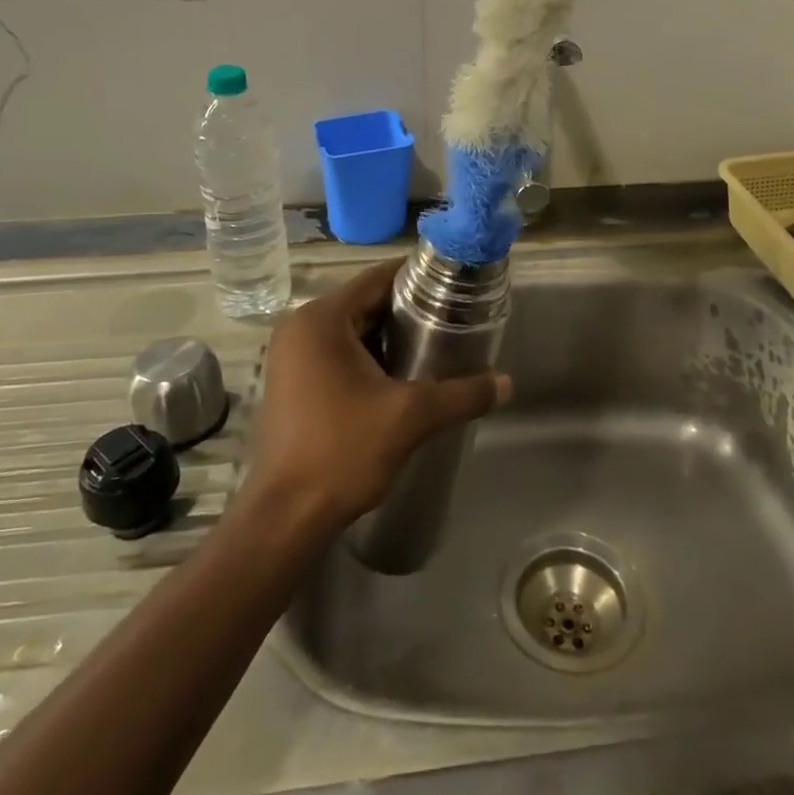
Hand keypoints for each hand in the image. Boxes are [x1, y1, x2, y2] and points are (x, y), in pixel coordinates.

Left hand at [244, 259, 510, 534]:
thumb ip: (462, 394)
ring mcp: (291, 356)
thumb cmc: (343, 451)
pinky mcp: (292, 382)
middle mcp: (300, 327)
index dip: (418, 277)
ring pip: (352, 330)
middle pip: (365, 302)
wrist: (286, 517)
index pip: (377, 278)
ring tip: (435, 347)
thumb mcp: (410, 417)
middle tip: (453, 320)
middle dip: (408, 311)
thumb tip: (507, 383)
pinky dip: (368, 357)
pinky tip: (400, 377)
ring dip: (389, 337)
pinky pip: (337, 353)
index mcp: (321, 319)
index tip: (455, 284)